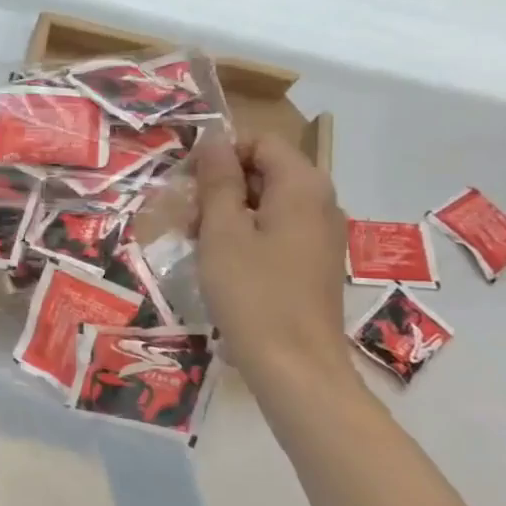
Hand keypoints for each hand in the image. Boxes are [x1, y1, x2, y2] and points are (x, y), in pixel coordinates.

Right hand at [191, 131, 355, 403]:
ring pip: (267, 202)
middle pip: (265, 170)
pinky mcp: (312, 262)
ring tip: (195, 241)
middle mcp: (320, 202)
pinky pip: (275, 229)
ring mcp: (320, 234)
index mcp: (302, 186)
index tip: (187, 181)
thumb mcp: (222, 230)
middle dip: (220, 185)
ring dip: (227, 212)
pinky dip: (245, 234)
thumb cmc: (252, 291)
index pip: (260, 141)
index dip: (221, 153)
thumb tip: (213, 139)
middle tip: (185, 215)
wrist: (294, 365)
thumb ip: (218, 180)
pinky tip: (219, 261)